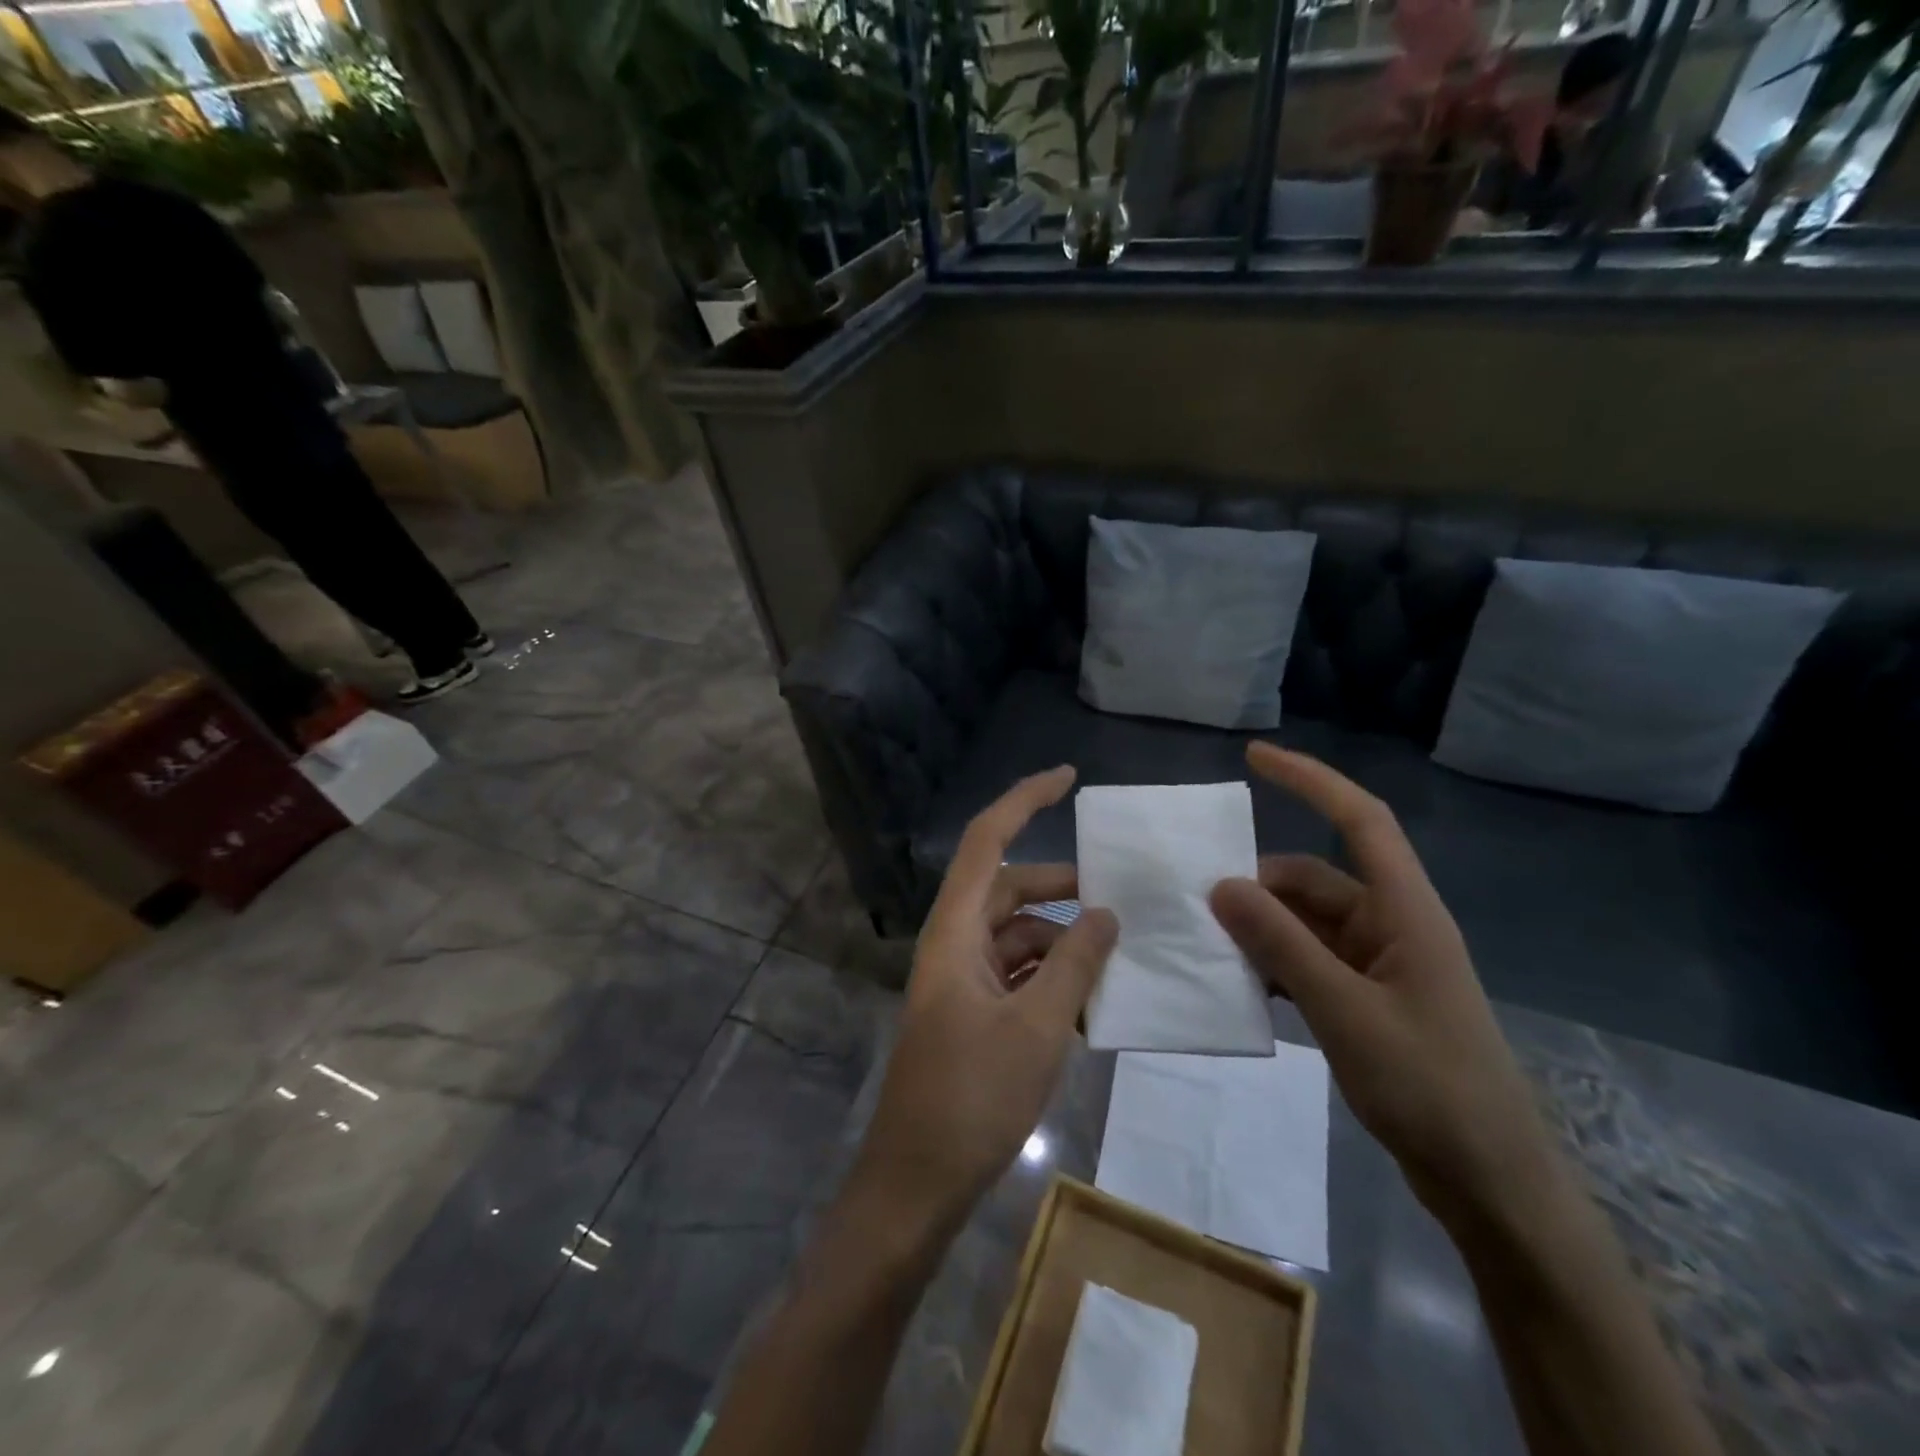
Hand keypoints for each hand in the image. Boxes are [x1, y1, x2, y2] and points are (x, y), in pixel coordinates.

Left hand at [854, 766, 1117, 1227]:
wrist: (917, 1182)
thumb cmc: (972, 1097)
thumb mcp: (1037, 1027)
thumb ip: (1076, 964)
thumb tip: (1106, 914)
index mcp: (955, 930)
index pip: (986, 841)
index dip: (1024, 800)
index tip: (1068, 777)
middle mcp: (953, 944)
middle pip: (1008, 890)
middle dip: (1061, 888)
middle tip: (1119, 896)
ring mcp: (961, 981)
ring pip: (1017, 936)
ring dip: (1062, 941)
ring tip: (1116, 957)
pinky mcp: (971, 1015)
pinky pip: (1016, 975)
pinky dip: (1051, 978)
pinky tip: (1090, 1001)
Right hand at [1209, 743, 1556, 1228]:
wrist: (1491, 1185)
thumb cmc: (1430, 1088)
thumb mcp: (1345, 1012)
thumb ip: (1281, 945)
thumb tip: (1221, 885)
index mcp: (1405, 912)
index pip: (1360, 820)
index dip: (1311, 780)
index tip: (1254, 757)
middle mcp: (1392, 926)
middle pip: (1314, 879)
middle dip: (1257, 885)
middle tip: (1195, 902)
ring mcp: (1380, 965)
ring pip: (1305, 923)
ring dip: (1260, 928)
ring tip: (1206, 944)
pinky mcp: (1368, 1000)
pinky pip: (1308, 961)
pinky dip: (1273, 963)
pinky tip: (1237, 983)